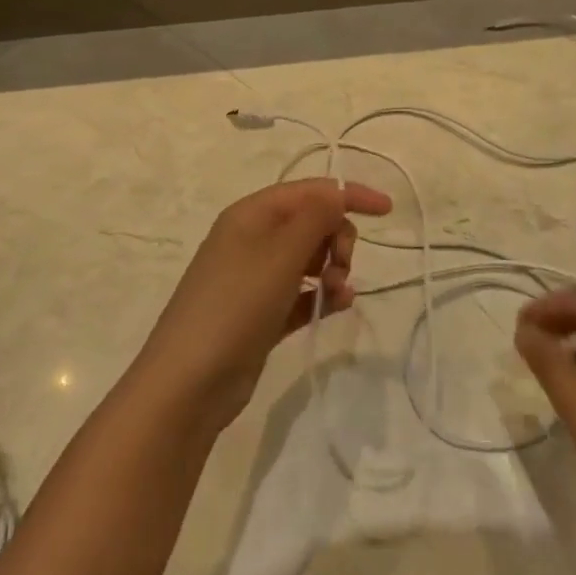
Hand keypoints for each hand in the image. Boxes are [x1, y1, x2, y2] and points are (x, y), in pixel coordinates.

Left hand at [138, 179, 392, 431]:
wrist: (189, 383)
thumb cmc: (236, 306)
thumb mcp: (280, 254)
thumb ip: (315, 217)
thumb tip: (338, 192)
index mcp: (252, 215)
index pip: (310, 190)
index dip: (349, 194)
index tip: (387, 210)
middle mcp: (252, 239)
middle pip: (312, 222)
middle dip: (337, 238)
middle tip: (340, 266)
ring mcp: (255, 278)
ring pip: (309, 259)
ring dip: (333, 269)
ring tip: (337, 293)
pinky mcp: (261, 314)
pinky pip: (302, 293)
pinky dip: (322, 295)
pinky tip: (338, 307)